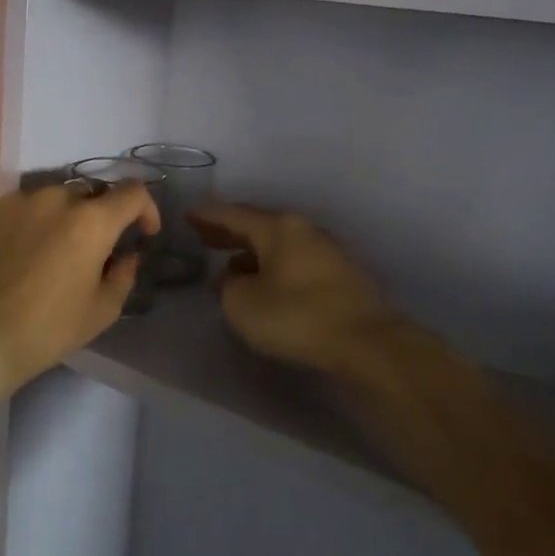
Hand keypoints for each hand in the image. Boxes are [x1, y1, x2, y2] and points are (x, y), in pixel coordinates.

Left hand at [0, 180, 160, 390]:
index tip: (143, 232)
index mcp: (91, 221)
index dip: (146, 209)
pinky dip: (26, 224)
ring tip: (49, 252)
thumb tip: (126, 256)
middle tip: (93, 248)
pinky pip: (17, 208)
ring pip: (51, 199)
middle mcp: (55, 199)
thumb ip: (123, 275)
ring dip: (61, 218)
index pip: (133, 193)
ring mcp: (15, 201)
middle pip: (90, 193)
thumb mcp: (100, 312)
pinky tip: (15, 256)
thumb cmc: (44, 331)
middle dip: (100, 215)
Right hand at [191, 204, 397, 374]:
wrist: (366, 341)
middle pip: (259, 225)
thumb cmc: (296, 316)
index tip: (188, 215)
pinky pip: (296, 261)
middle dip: (230, 232)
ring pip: (279, 244)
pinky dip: (274, 266)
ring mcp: (326, 250)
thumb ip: (228, 285)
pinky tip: (265, 284)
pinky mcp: (341, 274)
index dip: (208, 216)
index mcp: (278, 227)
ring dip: (252, 253)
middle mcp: (304, 229)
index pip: (234, 214)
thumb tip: (233, 277)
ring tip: (231, 267)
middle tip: (204, 238)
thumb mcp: (243, 304)